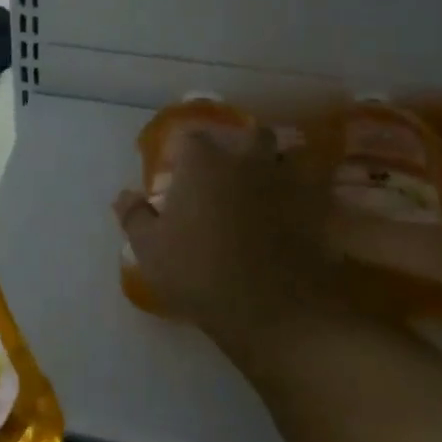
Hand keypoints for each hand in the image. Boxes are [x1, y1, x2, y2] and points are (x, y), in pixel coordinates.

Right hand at [114, 125, 339, 370]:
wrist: (272, 308)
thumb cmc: (198, 273)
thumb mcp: (149, 250)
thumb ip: (134, 216)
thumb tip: (123, 194)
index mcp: (203, 162)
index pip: (190, 137)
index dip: (182, 151)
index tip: (176, 170)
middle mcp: (246, 159)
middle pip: (248, 134)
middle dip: (238, 145)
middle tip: (226, 170)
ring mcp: (286, 180)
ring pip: (287, 153)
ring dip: (276, 162)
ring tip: (265, 184)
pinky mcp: (317, 206)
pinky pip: (314, 186)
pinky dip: (305, 191)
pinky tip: (294, 209)